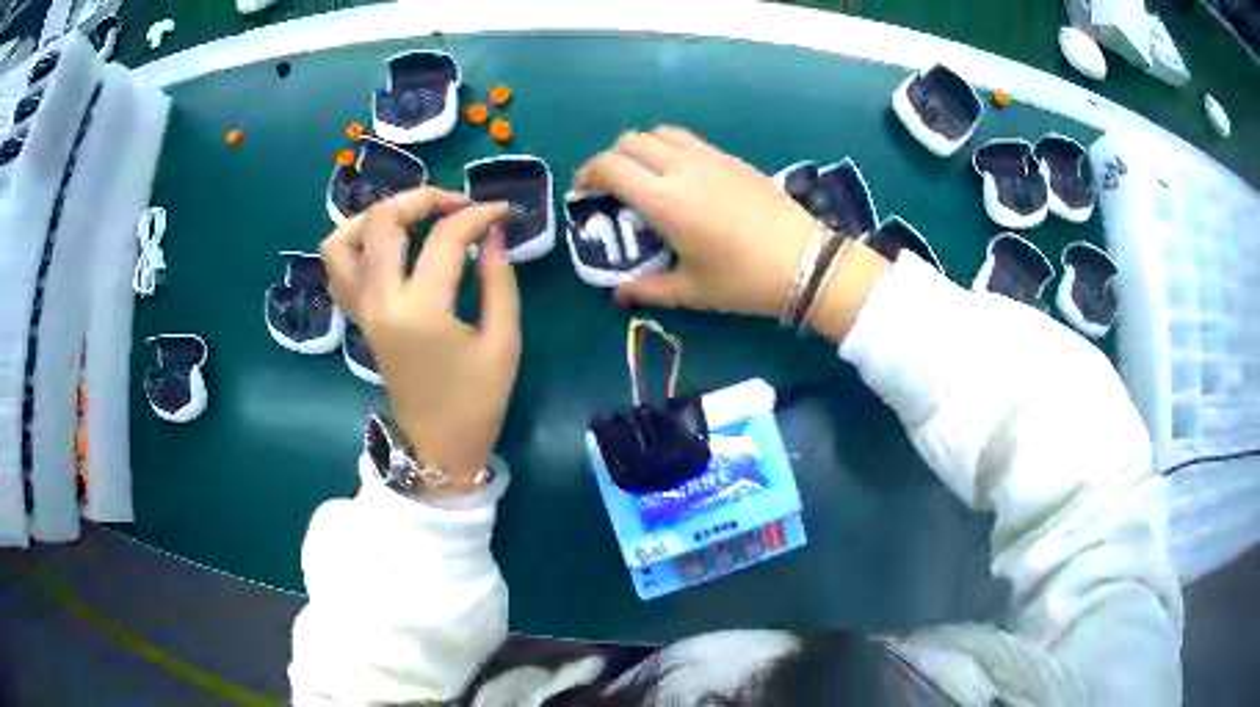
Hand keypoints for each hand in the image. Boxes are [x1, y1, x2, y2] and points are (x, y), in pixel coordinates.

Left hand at [321, 187, 519, 489]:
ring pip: (341, 242)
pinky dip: (355, 244)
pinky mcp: (358, 319)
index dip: (477, 215)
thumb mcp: (503, 343)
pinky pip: (338, 270)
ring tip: (410, 218)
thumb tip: (492, 233)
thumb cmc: (476, 403)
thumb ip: (500, 281)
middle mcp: (381, 303)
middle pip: (382, 222)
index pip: (444, 238)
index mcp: (421, 312)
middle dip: (421, 197)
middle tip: (455, 204)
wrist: (437, 448)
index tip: (501, 212)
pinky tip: (386, 246)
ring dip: (374, 216)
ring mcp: (362, 311)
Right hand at [577, 127, 887, 341]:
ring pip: (659, 132)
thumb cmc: (744, 280)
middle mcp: (682, 168)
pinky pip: (687, 139)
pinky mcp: (731, 157)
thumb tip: (619, 294)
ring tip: (642, 175)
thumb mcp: (692, 291)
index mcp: (665, 200)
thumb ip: (648, 289)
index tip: (584, 193)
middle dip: (609, 159)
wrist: (805, 260)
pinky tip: (678, 175)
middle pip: (629, 141)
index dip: (588, 174)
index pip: (610, 166)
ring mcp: (709, 157)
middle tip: (609, 186)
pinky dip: (668, 147)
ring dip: (639, 148)